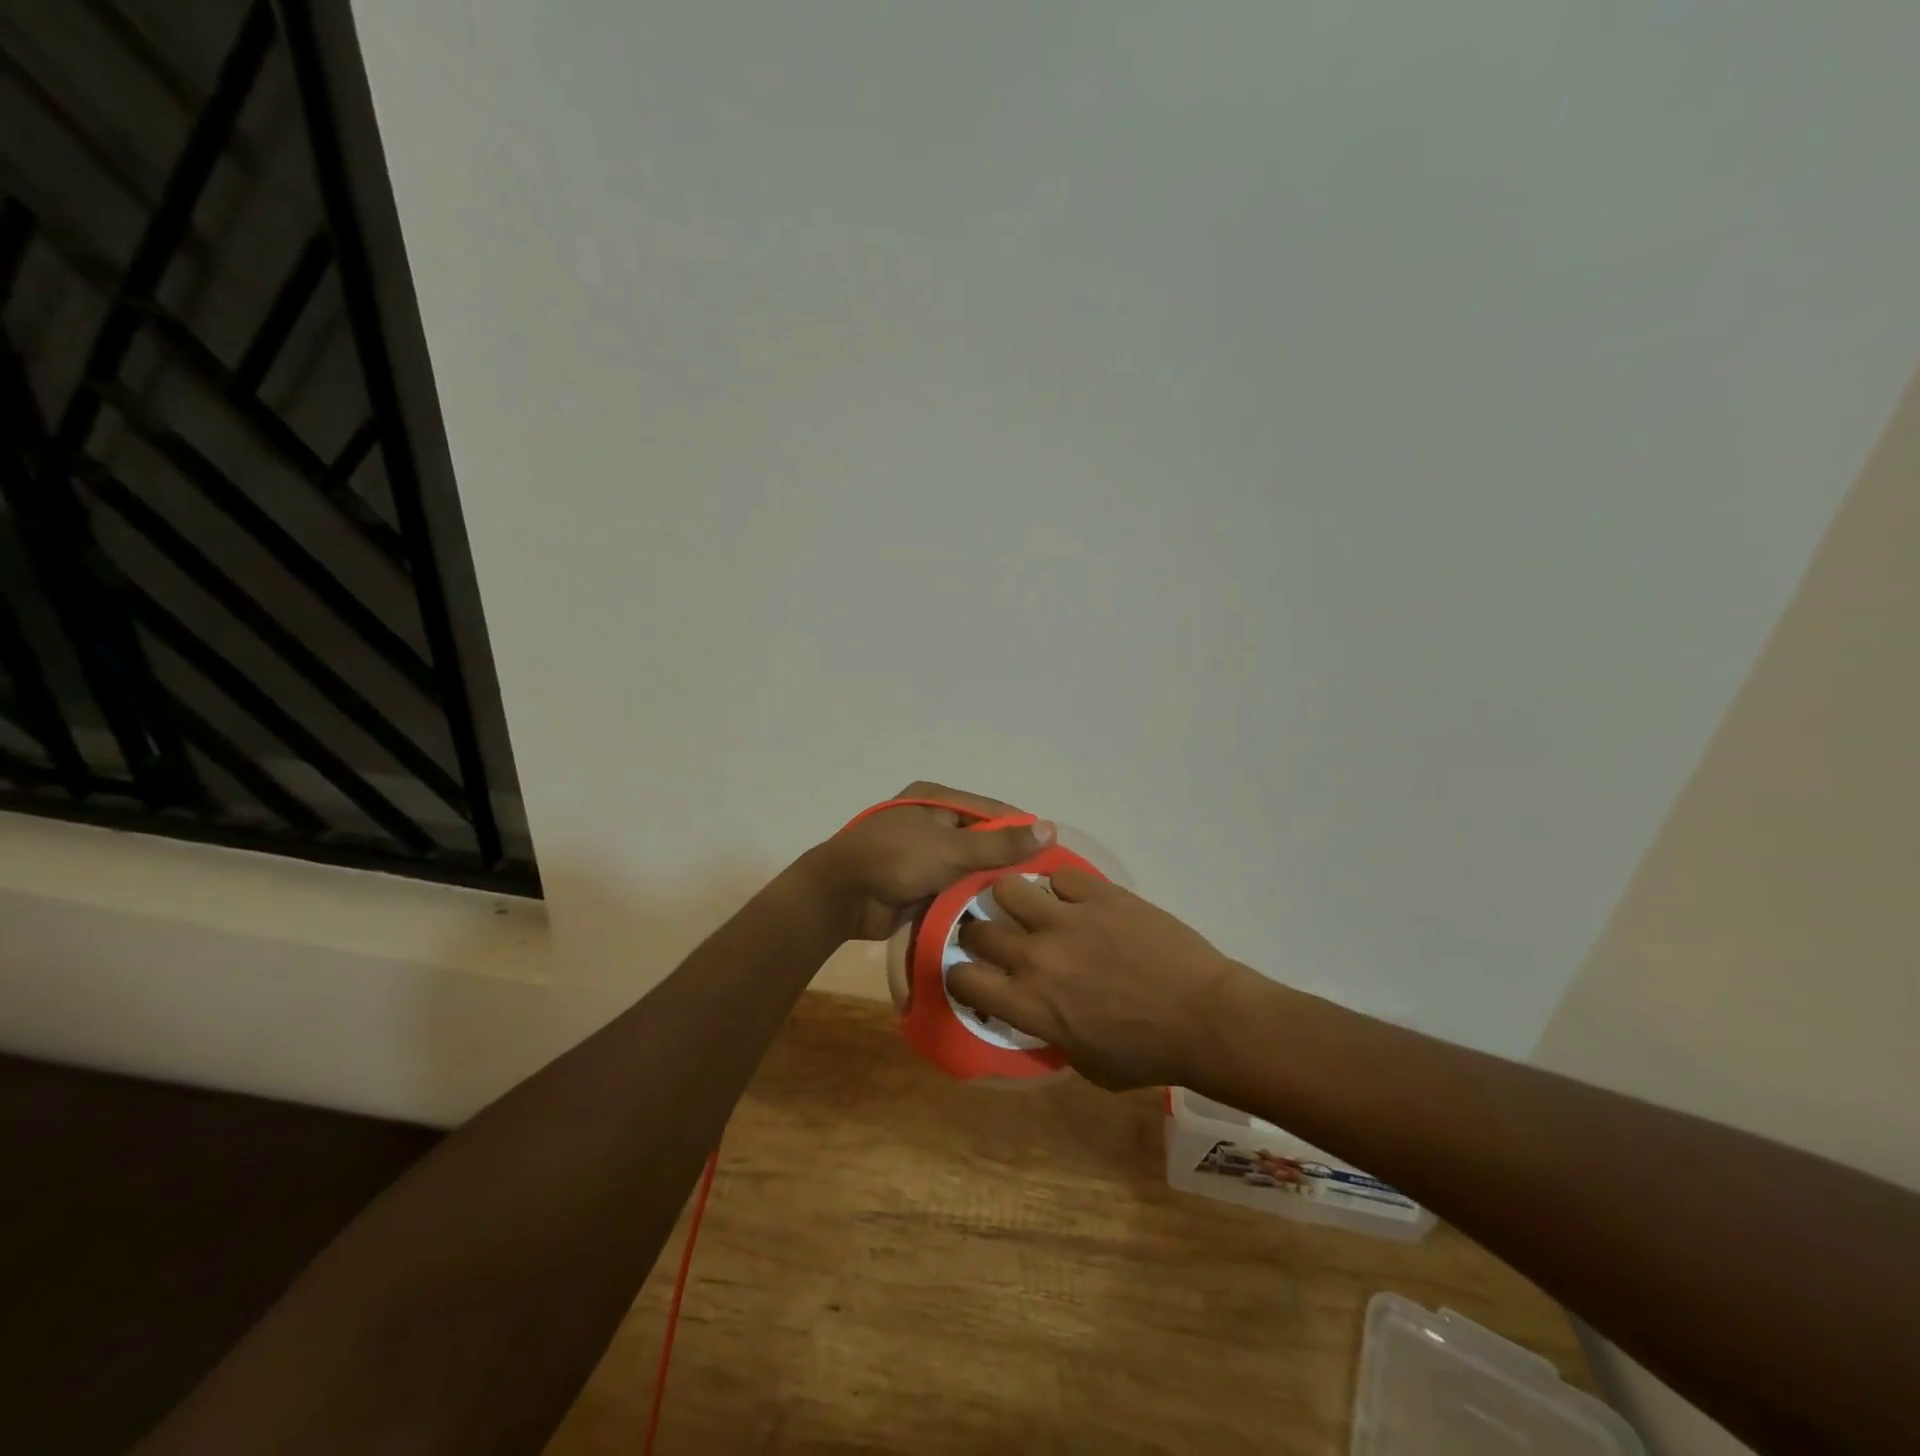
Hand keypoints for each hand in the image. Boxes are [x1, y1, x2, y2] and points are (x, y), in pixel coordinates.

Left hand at [805, 781, 1054, 941]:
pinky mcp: (918, 882)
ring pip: (968, 867)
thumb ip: (1000, 844)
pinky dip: (969, 899)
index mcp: (938, 800)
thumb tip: (1050, 828)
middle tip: (1044, 886)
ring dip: (988, 884)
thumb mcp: (952, 849)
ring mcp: (924, 853)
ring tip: (1027, 904)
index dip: (1022, 831)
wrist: (840, 896)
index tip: (1054, 855)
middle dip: (1007, 861)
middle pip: (982, 839)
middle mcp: (933, 822)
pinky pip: (953, 887)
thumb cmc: (896, 859)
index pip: (993, 811)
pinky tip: (997, 916)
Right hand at [949, 870, 1248, 1089]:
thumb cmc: (1148, 1054)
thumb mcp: (1085, 1064)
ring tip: (1029, 907)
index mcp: (1028, 1004)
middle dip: (979, 934)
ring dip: (1012, 900)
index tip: (974, 975)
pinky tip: (1076, 900)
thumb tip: (1038, 1014)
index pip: (962, 978)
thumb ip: (1049, 1034)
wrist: (1204, 1017)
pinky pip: (1059, 876)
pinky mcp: (1098, 894)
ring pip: (1006, 888)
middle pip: (977, 930)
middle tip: (997, 938)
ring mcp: (1065, 919)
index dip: (961, 975)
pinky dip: (1062, 888)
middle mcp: (1035, 956)